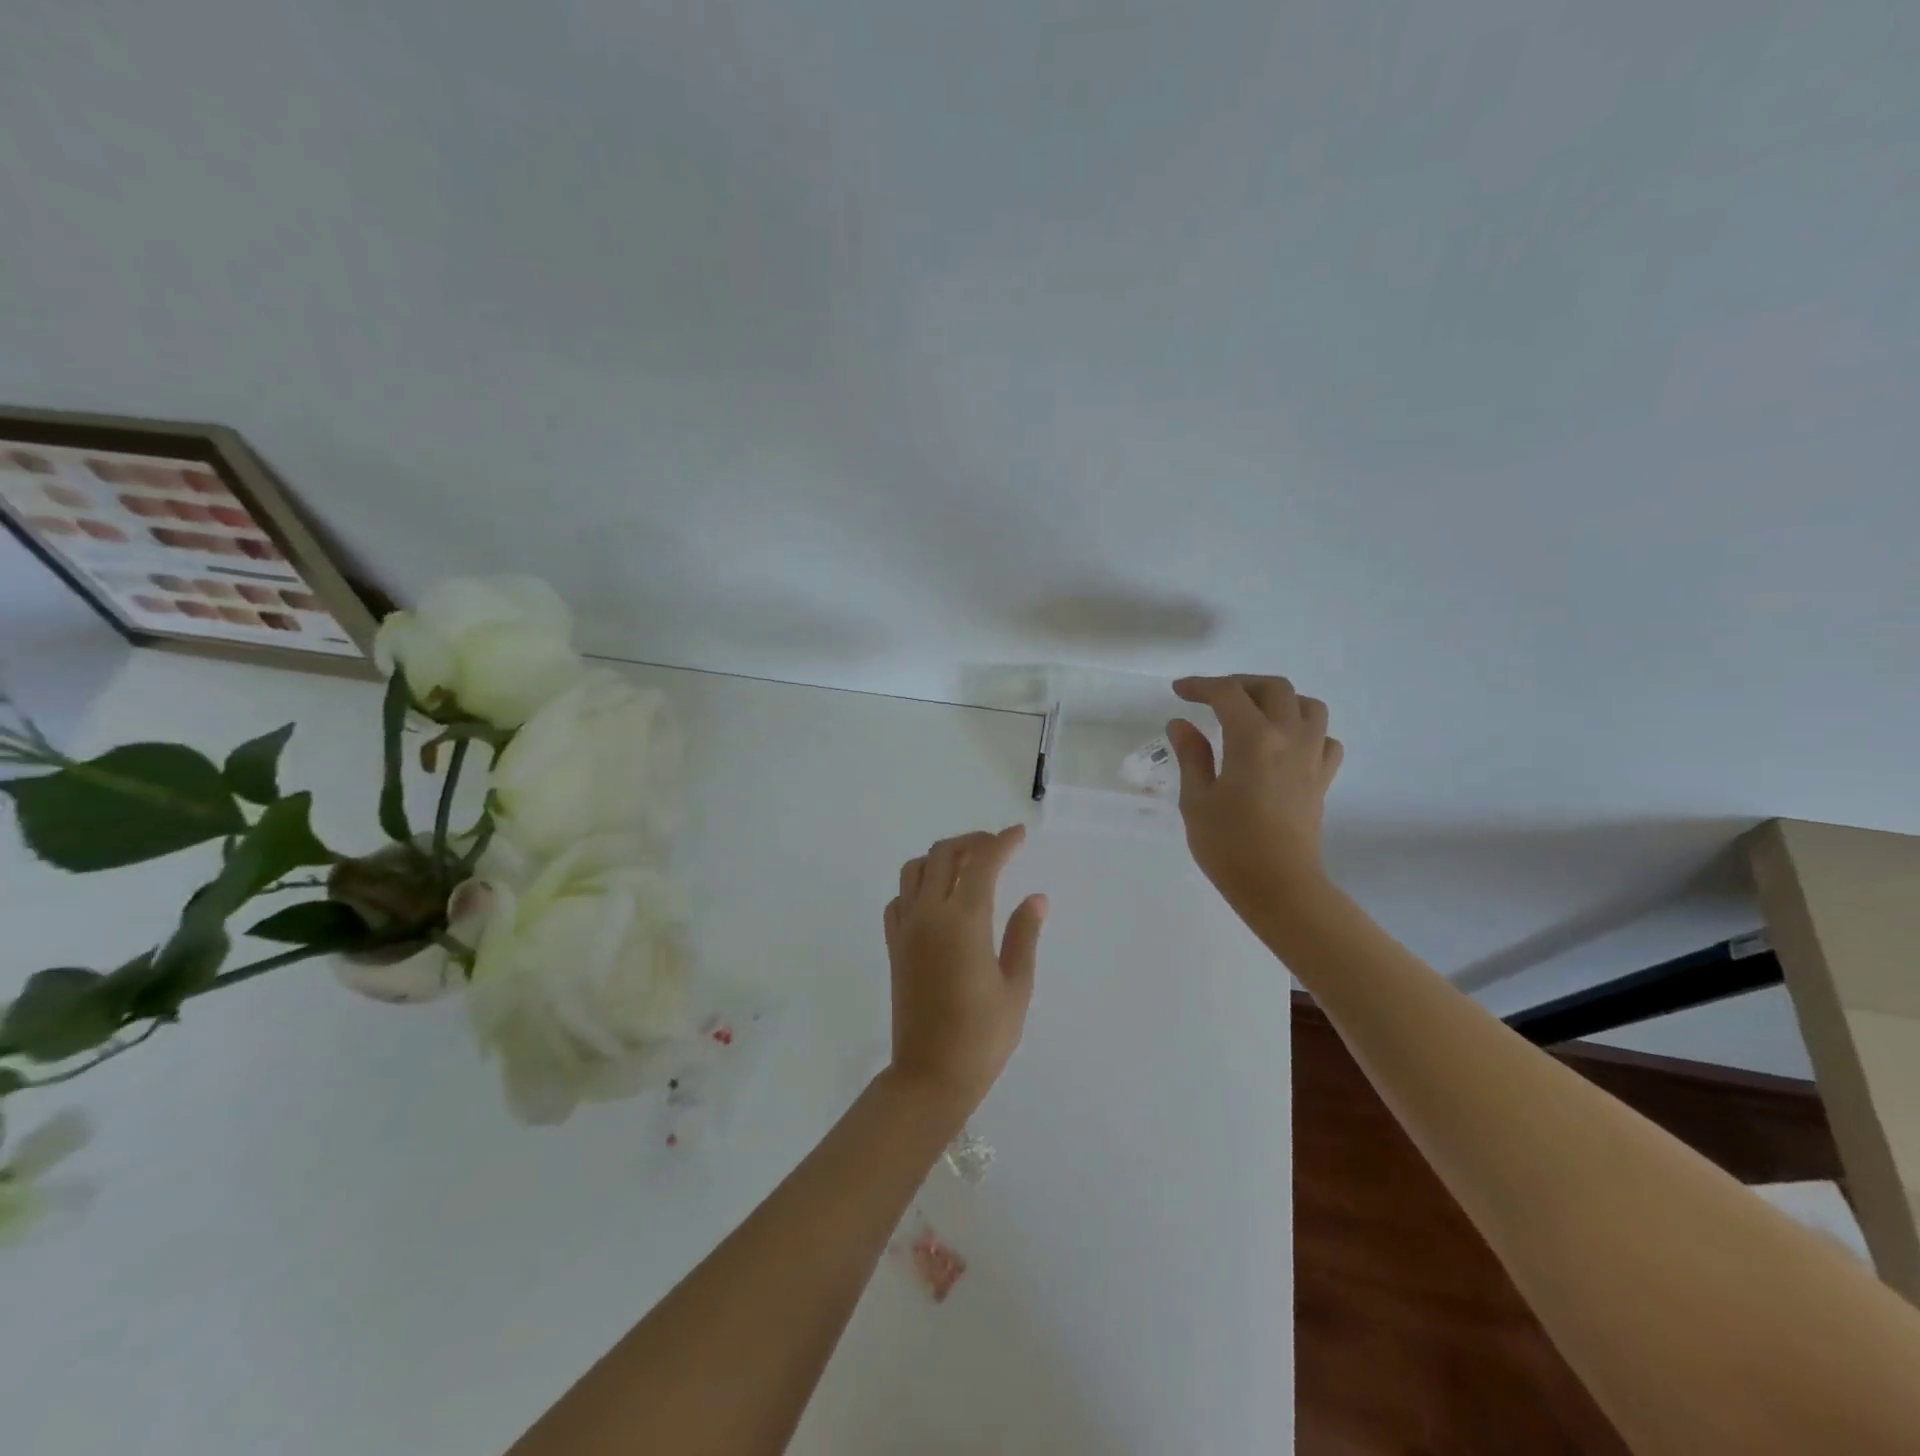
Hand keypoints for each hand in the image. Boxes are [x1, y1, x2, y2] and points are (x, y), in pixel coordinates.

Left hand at [882, 825, 1047, 1120]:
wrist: (929, 1076)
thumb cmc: (982, 1036)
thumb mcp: (1016, 987)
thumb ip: (1024, 935)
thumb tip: (1036, 898)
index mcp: (964, 922)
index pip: (982, 863)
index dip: (1002, 843)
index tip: (1019, 835)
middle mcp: (929, 915)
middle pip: (943, 854)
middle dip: (971, 841)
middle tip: (996, 847)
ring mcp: (906, 928)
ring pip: (914, 869)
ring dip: (941, 857)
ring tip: (967, 867)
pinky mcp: (893, 945)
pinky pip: (900, 898)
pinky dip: (918, 886)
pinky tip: (937, 900)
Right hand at [1166, 675, 1342, 918]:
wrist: (1279, 885)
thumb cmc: (1229, 845)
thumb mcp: (1197, 799)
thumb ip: (1191, 755)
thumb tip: (1181, 724)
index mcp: (1253, 739)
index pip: (1227, 693)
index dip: (1200, 685)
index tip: (1180, 692)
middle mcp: (1289, 737)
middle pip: (1273, 688)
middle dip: (1240, 684)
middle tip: (1213, 698)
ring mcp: (1312, 756)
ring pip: (1307, 706)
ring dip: (1278, 700)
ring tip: (1253, 713)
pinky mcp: (1323, 778)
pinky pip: (1324, 738)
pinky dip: (1305, 730)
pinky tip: (1285, 744)